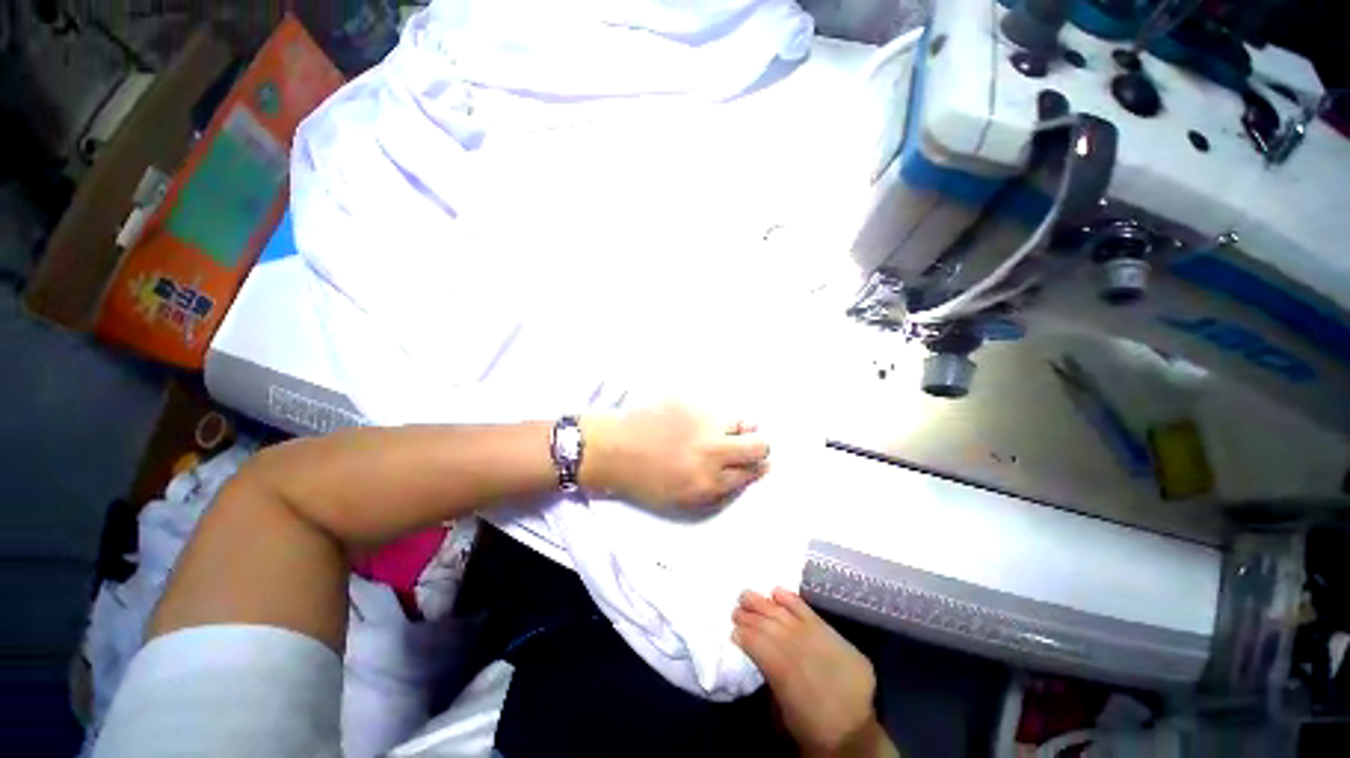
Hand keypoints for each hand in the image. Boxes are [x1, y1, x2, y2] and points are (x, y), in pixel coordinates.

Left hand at [579, 403, 768, 509]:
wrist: (612, 448)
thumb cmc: (644, 480)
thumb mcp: (683, 500)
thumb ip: (719, 491)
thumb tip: (748, 473)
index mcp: (709, 481)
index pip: (752, 471)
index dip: (757, 467)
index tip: (755, 463)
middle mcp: (712, 451)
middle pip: (759, 445)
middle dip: (759, 448)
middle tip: (745, 446)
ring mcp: (702, 422)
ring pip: (743, 422)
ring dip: (738, 429)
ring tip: (718, 431)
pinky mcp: (690, 401)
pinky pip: (716, 408)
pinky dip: (714, 416)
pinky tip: (695, 421)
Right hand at [733, 589, 891, 757]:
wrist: (855, 737)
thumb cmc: (812, 728)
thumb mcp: (781, 712)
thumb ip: (769, 679)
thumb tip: (757, 654)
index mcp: (783, 673)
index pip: (759, 645)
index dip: (744, 636)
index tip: (732, 631)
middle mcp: (800, 652)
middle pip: (770, 626)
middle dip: (750, 616)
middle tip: (735, 610)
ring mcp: (819, 640)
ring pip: (786, 615)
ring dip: (764, 604)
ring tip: (747, 596)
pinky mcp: (835, 636)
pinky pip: (810, 612)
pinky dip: (792, 601)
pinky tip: (776, 591)